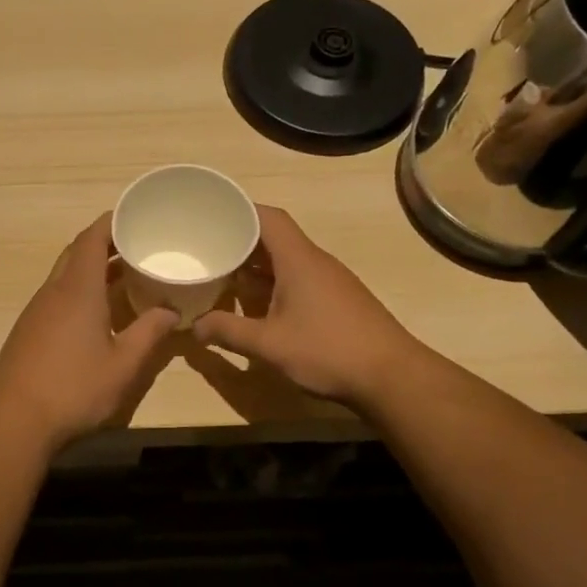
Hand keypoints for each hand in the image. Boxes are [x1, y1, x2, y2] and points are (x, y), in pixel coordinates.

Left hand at [0, 214, 178, 451]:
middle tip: (136, 248)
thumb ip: (150, 333)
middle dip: (104, 244)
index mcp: (77, 290)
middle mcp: (52, 292)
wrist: (16, 421)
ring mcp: (35, 312)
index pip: (91, 238)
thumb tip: (170, 310)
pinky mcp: (26, 331)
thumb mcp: (124, 365)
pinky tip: (95, 316)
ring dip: (91, 271)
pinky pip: (55, 298)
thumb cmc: (75, 389)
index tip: (135, 217)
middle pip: (76, 253)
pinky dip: (77, 293)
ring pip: (64, 276)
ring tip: (123, 280)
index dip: (112, 222)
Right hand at [192, 206, 413, 408]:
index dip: (239, 211)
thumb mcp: (268, 344)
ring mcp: (329, 282)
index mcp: (298, 260)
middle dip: (240, 241)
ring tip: (224, 275)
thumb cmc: (327, 351)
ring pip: (286, 262)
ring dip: (256, 267)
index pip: (267, 217)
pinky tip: (257, 305)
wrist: (391, 376)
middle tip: (207, 249)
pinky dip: (273, 285)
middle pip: (274, 238)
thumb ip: (228, 332)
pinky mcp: (337, 302)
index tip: (211, 215)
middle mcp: (315, 262)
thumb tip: (194, 327)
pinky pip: (298, 280)